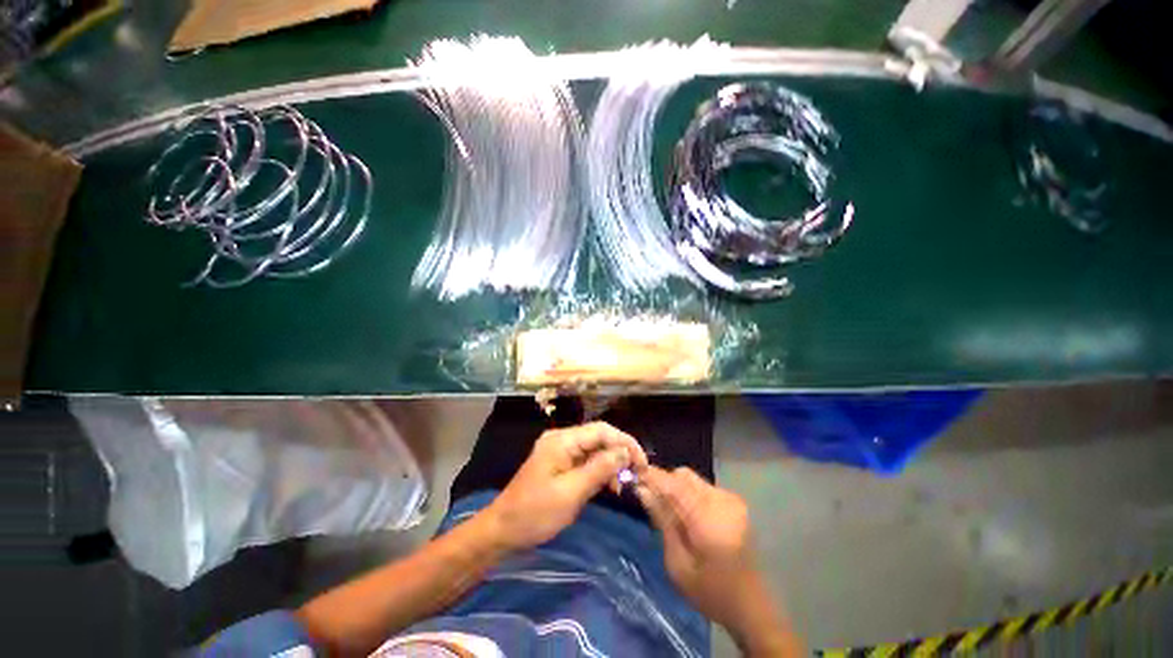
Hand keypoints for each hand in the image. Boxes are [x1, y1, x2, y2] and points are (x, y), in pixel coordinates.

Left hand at [484, 422, 647, 550]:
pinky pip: (586, 461)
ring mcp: (560, 451)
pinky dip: (599, 471)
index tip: (642, 462)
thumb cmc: (535, 513)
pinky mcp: (560, 464)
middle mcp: (562, 439)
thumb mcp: (571, 492)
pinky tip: (608, 486)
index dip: (624, 442)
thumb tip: (625, 451)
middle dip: (619, 453)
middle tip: (637, 474)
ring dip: (611, 464)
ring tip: (622, 485)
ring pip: (594, 450)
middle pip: (598, 438)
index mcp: (562, 440)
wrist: (502, 531)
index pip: (601, 430)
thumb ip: (600, 469)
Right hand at [636, 467, 768, 632]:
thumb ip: (663, 521)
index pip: (673, 484)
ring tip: (667, 509)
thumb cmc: (710, 591)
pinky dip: (689, 494)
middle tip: (649, 498)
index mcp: (707, 520)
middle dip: (664, 482)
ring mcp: (731, 500)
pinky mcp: (735, 503)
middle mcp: (721, 502)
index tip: (634, 476)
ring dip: (676, 488)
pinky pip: (703, 487)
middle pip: (683, 476)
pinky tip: (686, 514)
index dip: (652, 476)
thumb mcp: (678, 564)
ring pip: (693, 479)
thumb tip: (644, 490)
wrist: (750, 604)